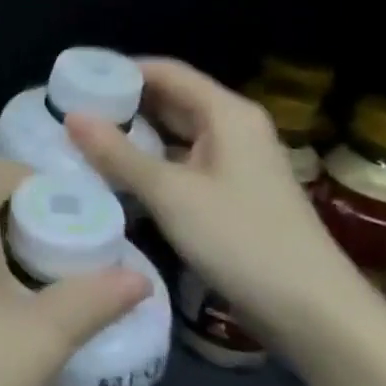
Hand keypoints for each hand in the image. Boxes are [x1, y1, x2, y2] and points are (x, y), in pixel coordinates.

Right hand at [65, 58, 360, 339]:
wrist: (316, 315)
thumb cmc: (243, 241)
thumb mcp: (170, 194)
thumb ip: (117, 153)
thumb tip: (71, 115)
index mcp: (226, 114)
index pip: (165, 71)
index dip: (118, 70)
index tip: (73, 79)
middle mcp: (233, 128)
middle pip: (169, 99)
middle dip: (120, 103)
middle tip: (68, 111)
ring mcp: (235, 162)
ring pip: (174, 133)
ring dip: (132, 134)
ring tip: (82, 139)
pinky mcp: (231, 193)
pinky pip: (181, 161)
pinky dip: (149, 161)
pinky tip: (115, 174)